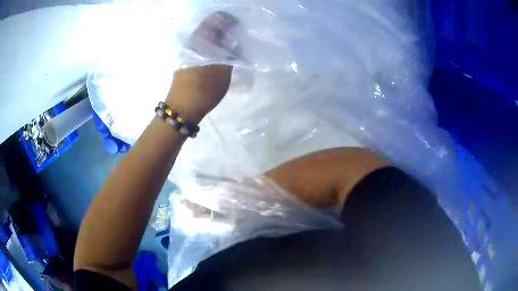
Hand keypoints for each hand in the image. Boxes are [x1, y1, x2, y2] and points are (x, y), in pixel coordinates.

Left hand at [165, 12, 239, 123]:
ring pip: (204, 39)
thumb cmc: (204, 89)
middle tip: (235, 37)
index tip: (238, 26)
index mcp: (201, 41)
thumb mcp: (224, 71)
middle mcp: (191, 44)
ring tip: (229, 47)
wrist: (182, 109)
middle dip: (223, 29)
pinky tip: (217, 56)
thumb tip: (234, 42)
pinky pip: (200, 48)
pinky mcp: (184, 62)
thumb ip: (231, 54)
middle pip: (208, 28)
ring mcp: (186, 53)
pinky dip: (210, 47)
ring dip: (216, 39)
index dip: (228, 20)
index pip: (215, 20)